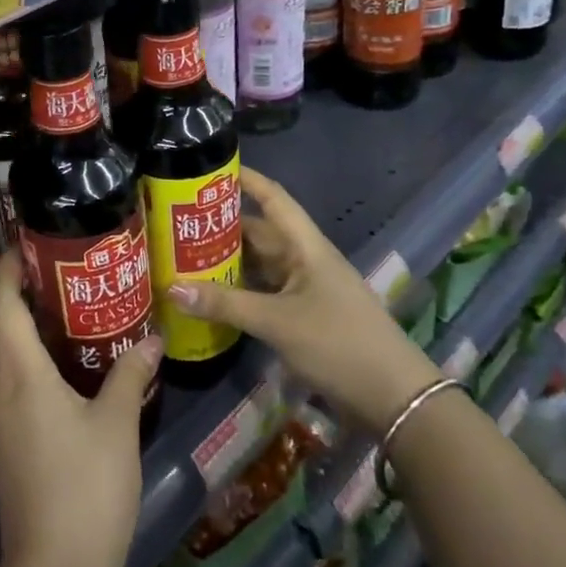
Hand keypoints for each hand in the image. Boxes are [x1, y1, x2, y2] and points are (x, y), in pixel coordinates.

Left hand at [0, 249, 161, 566]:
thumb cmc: (85, 488)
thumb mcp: (116, 425)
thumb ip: (128, 374)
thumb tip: (151, 337)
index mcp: (19, 372)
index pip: (1, 302)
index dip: (7, 267)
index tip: (27, 240)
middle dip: (12, 288)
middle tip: (52, 265)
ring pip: (0, 351)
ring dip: (18, 321)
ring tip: (58, 300)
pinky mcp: (6, 438)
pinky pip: (8, 377)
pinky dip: (25, 353)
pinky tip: (59, 358)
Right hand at [168, 167, 437, 435]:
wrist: (394, 399)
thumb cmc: (339, 344)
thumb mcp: (277, 322)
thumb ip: (225, 304)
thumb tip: (171, 287)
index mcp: (306, 246)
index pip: (273, 198)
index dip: (246, 179)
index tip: (210, 167)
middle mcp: (305, 260)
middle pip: (259, 232)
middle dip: (222, 226)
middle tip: (177, 221)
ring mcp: (305, 289)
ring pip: (259, 264)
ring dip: (227, 261)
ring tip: (183, 255)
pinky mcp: (304, 316)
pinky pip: (263, 292)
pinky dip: (238, 291)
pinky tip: (211, 296)